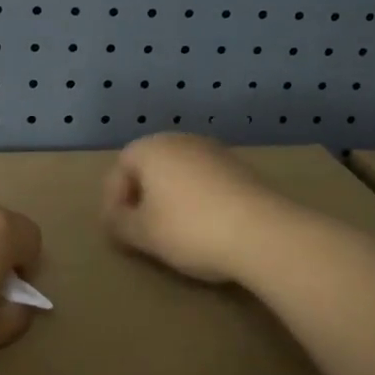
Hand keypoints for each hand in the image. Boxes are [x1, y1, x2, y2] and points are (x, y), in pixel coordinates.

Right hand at [100, 133, 295, 283]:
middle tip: (141, 230)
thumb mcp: (143, 234)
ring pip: (179, 173)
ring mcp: (214, 151)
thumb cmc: (189, 228)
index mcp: (151, 148)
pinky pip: (205, 181)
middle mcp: (181, 140)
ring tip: (173, 232)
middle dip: (141, 197)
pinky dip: (197, 200)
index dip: (113, 200)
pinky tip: (204, 227)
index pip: (120, 168)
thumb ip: (120, 224)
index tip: (117, 230)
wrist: (262, 232)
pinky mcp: (240, 168)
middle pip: (150, 167)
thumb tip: (114, 219)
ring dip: (170, 198)